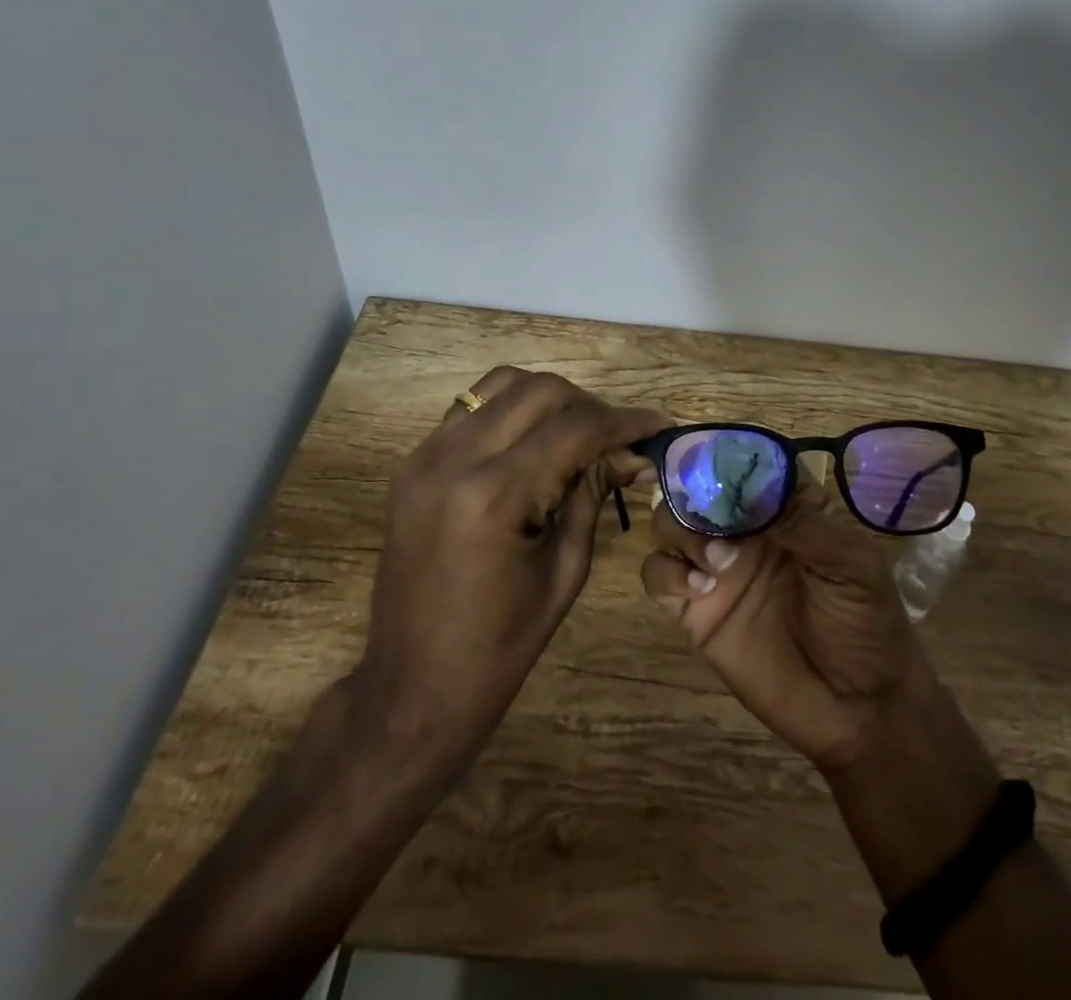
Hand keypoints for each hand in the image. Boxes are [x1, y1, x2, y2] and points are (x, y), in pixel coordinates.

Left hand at [359, 367, 665, 767]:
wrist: (412, 687)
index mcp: (495, 494)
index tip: (658, 424)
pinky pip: (471, 409)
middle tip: (617, 438)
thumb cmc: (500, 646)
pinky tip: (533, 442)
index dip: (625, 421)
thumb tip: (633, 455)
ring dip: (549, 399)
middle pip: (540, 391)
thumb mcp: (565, 570)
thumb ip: (594, 495)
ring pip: (502, 384)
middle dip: (590, 406)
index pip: (576, 428)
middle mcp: (455, 459)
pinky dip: (511, 411)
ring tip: (577, 433)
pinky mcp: (413, 463)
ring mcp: (425, 455)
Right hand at [640, 475, 925, 771]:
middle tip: (714, 520)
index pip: (746, 464)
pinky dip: (666, 572)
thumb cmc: (867, 624)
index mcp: (785, 508)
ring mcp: (717, 568)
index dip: (728, 456)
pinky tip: (700, 590)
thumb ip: (805, 523)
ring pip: (669, 523)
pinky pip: (657, 575)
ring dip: (681, 530)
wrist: (858, 710)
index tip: (715, 463)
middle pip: (697, 487)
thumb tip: (754, 488)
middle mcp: (745, 529)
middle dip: (694, 494)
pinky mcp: (695, 610)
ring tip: (718, 563)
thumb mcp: (852, 565)